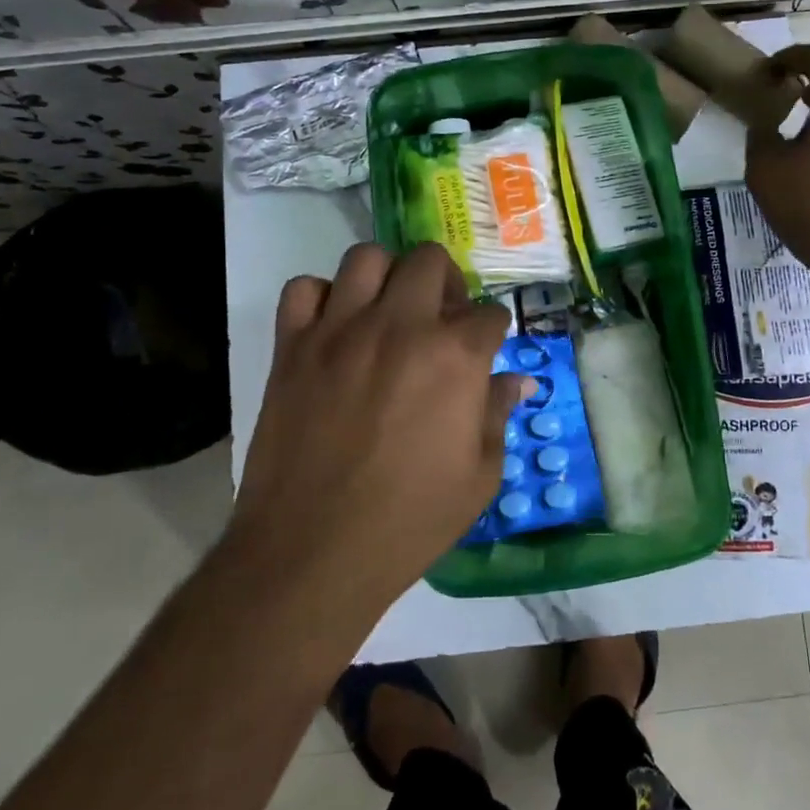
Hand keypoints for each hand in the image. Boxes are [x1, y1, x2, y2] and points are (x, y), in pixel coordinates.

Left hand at [229, 242, 524, 626]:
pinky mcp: (293, 345)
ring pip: (367, 258)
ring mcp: (341, 330)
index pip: (489, 313)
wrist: (313, 552)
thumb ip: (498, 415)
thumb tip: (516, 381)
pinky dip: (321, 299)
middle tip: (440, 319)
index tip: (485, 350)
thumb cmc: (409, 520)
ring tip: (387, 312)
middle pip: (430, 260)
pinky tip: (333, 329)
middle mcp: (401, 326)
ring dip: (386, 277)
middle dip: (446, 283)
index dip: (492, 332)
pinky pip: (303, 289)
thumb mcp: (479, 477)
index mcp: (455, 356)